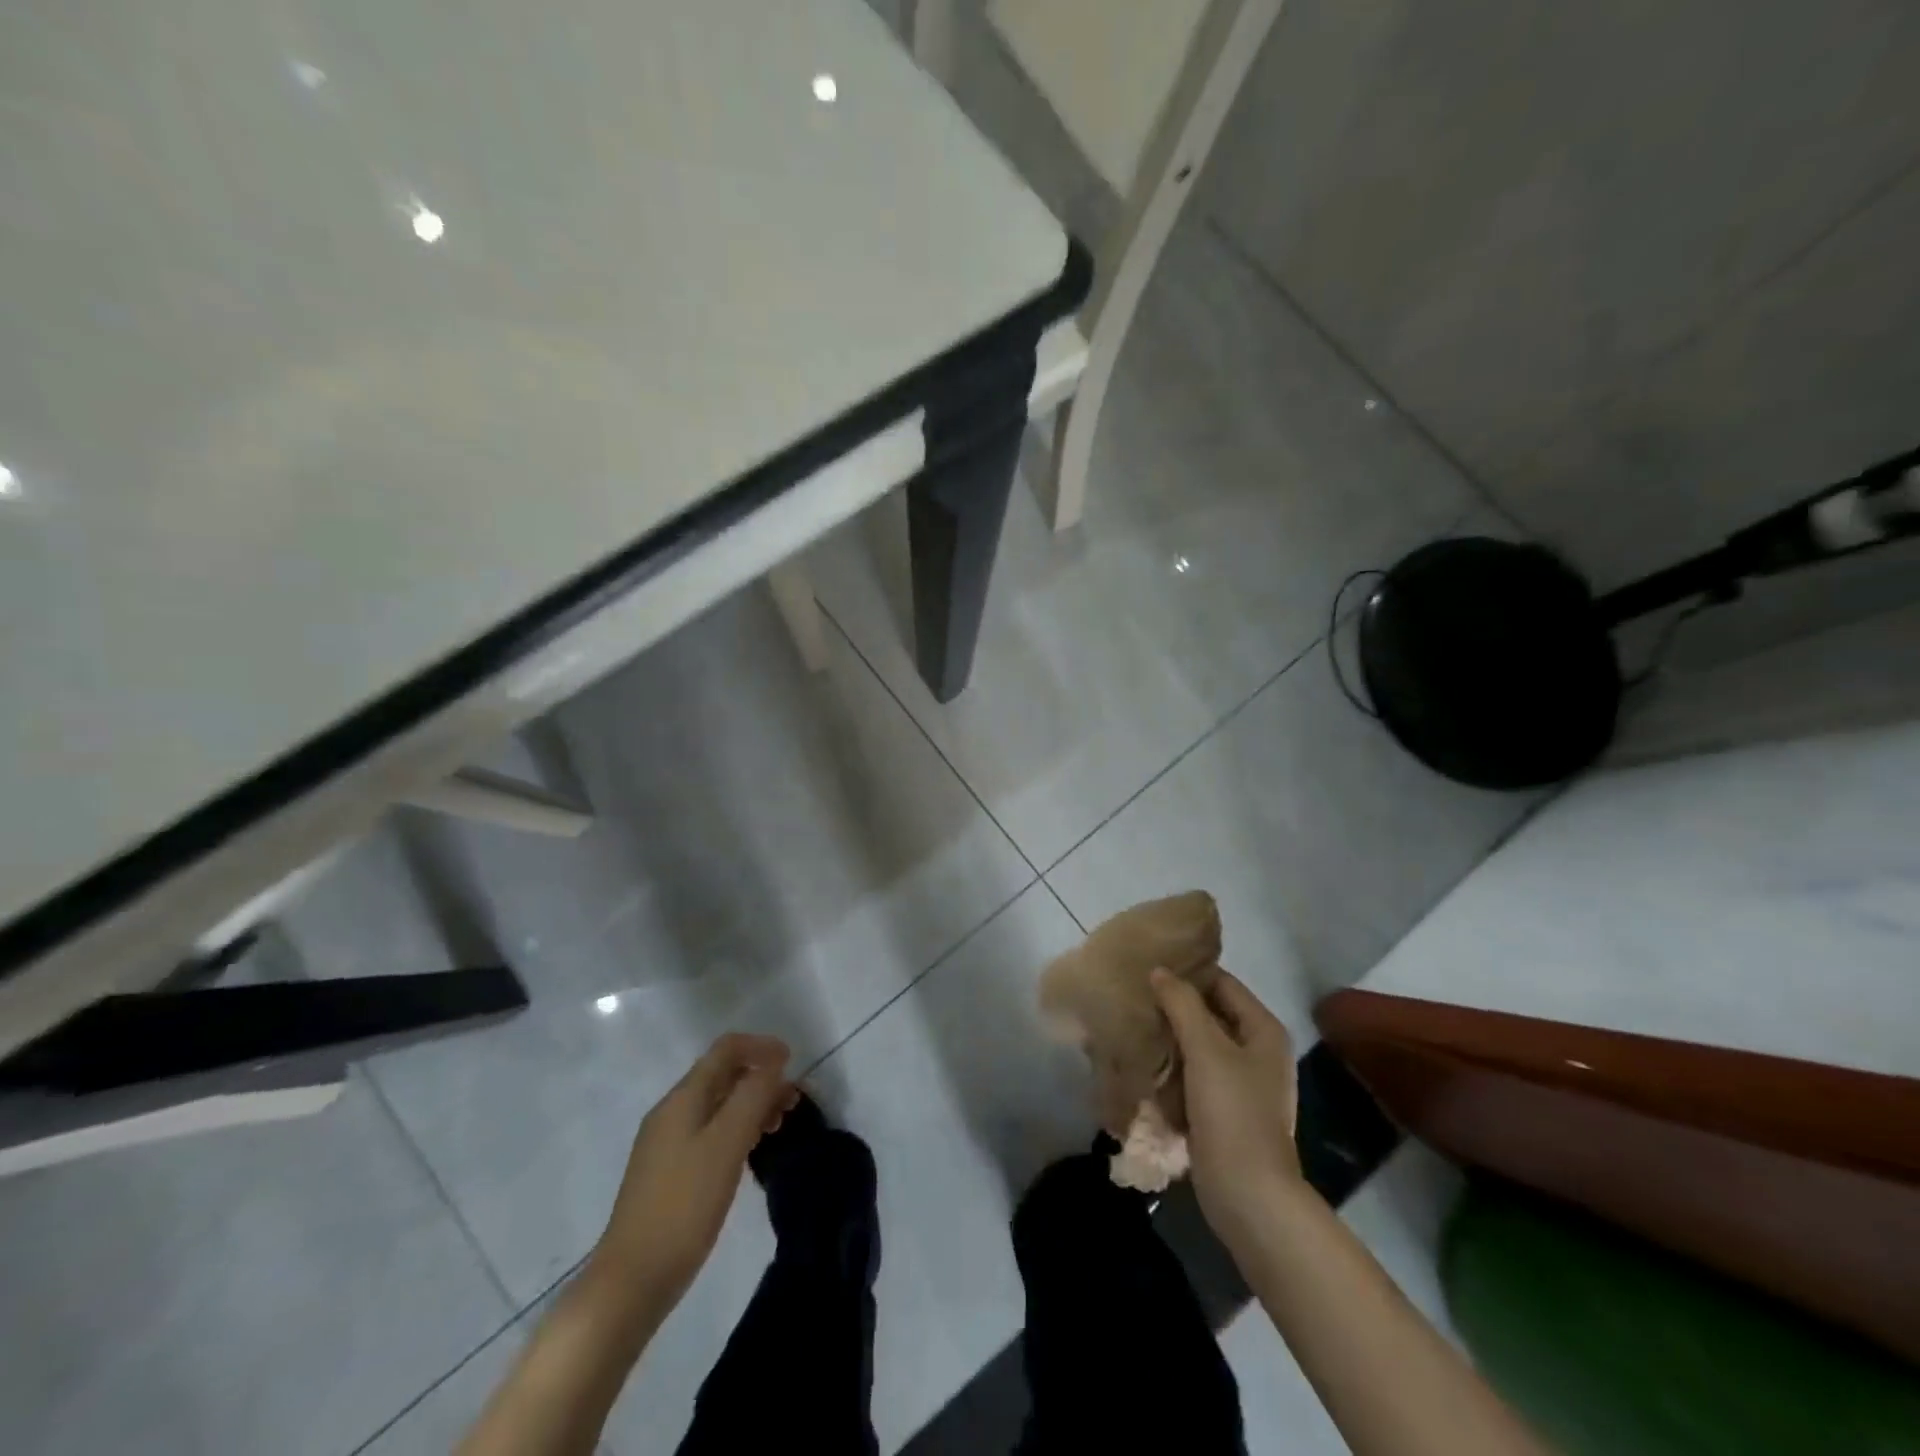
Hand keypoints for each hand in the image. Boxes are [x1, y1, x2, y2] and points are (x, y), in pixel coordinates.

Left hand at [591, 1032, 799, 1313]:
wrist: (632, 1280)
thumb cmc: (684, 1205)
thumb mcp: (726, 1144)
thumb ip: (752, 1096)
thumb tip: (774, 1063)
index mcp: (683, 1098)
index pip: (726, 1050)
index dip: (761, 1047)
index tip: (793, 1062)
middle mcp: (672, 1111)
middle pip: (723, 1075)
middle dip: (761, 1078)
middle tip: (793, 1102)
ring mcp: (667, 1143)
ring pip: (718, 1105)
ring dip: (752, 1104)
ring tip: (779, 1126)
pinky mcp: (669, 1172)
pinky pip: (710, 1131)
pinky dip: (737, 1128)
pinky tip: (751, 1151)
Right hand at [1151, 969, 1300, 1245]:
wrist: (1248, 1195)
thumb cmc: (1232, 1113)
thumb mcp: (1206, 1050)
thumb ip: (1182, 1004)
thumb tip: (1159, 971)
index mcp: (1263, 1030)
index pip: (1221, 983)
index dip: (1188, 973)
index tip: (1148, 966)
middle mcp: (1256, 1051)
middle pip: (1209, 1014)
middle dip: (1173, 1007)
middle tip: (1134, 996)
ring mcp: (1240, 1083)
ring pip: (1197, 1046)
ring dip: (1169, 1039)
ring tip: (1132, 1026)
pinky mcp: (1222, 1110)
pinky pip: (1193, 1076)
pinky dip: (1172, 1069)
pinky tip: (1143, 1064)